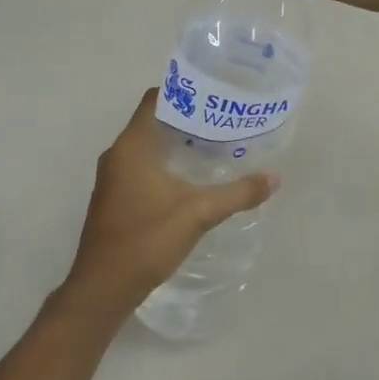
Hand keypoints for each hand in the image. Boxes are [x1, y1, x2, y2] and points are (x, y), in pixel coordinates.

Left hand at [57, 90, 278, 321]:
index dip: (182, 92)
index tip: (212, 94)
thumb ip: (238, 193)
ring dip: (174, 143)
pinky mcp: (113, 197)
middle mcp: (117, 154)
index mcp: (132, 146)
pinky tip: (189, 178)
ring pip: (146, 146)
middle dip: (185, 119)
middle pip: (152, 121)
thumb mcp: (199, 213)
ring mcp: (112, 177)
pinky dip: (163, 163)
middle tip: (221, 120)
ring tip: (212, 146)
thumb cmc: (147, 239)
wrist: (103, 287)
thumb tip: (274, 177)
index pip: (154, 100)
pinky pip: (140, 166)